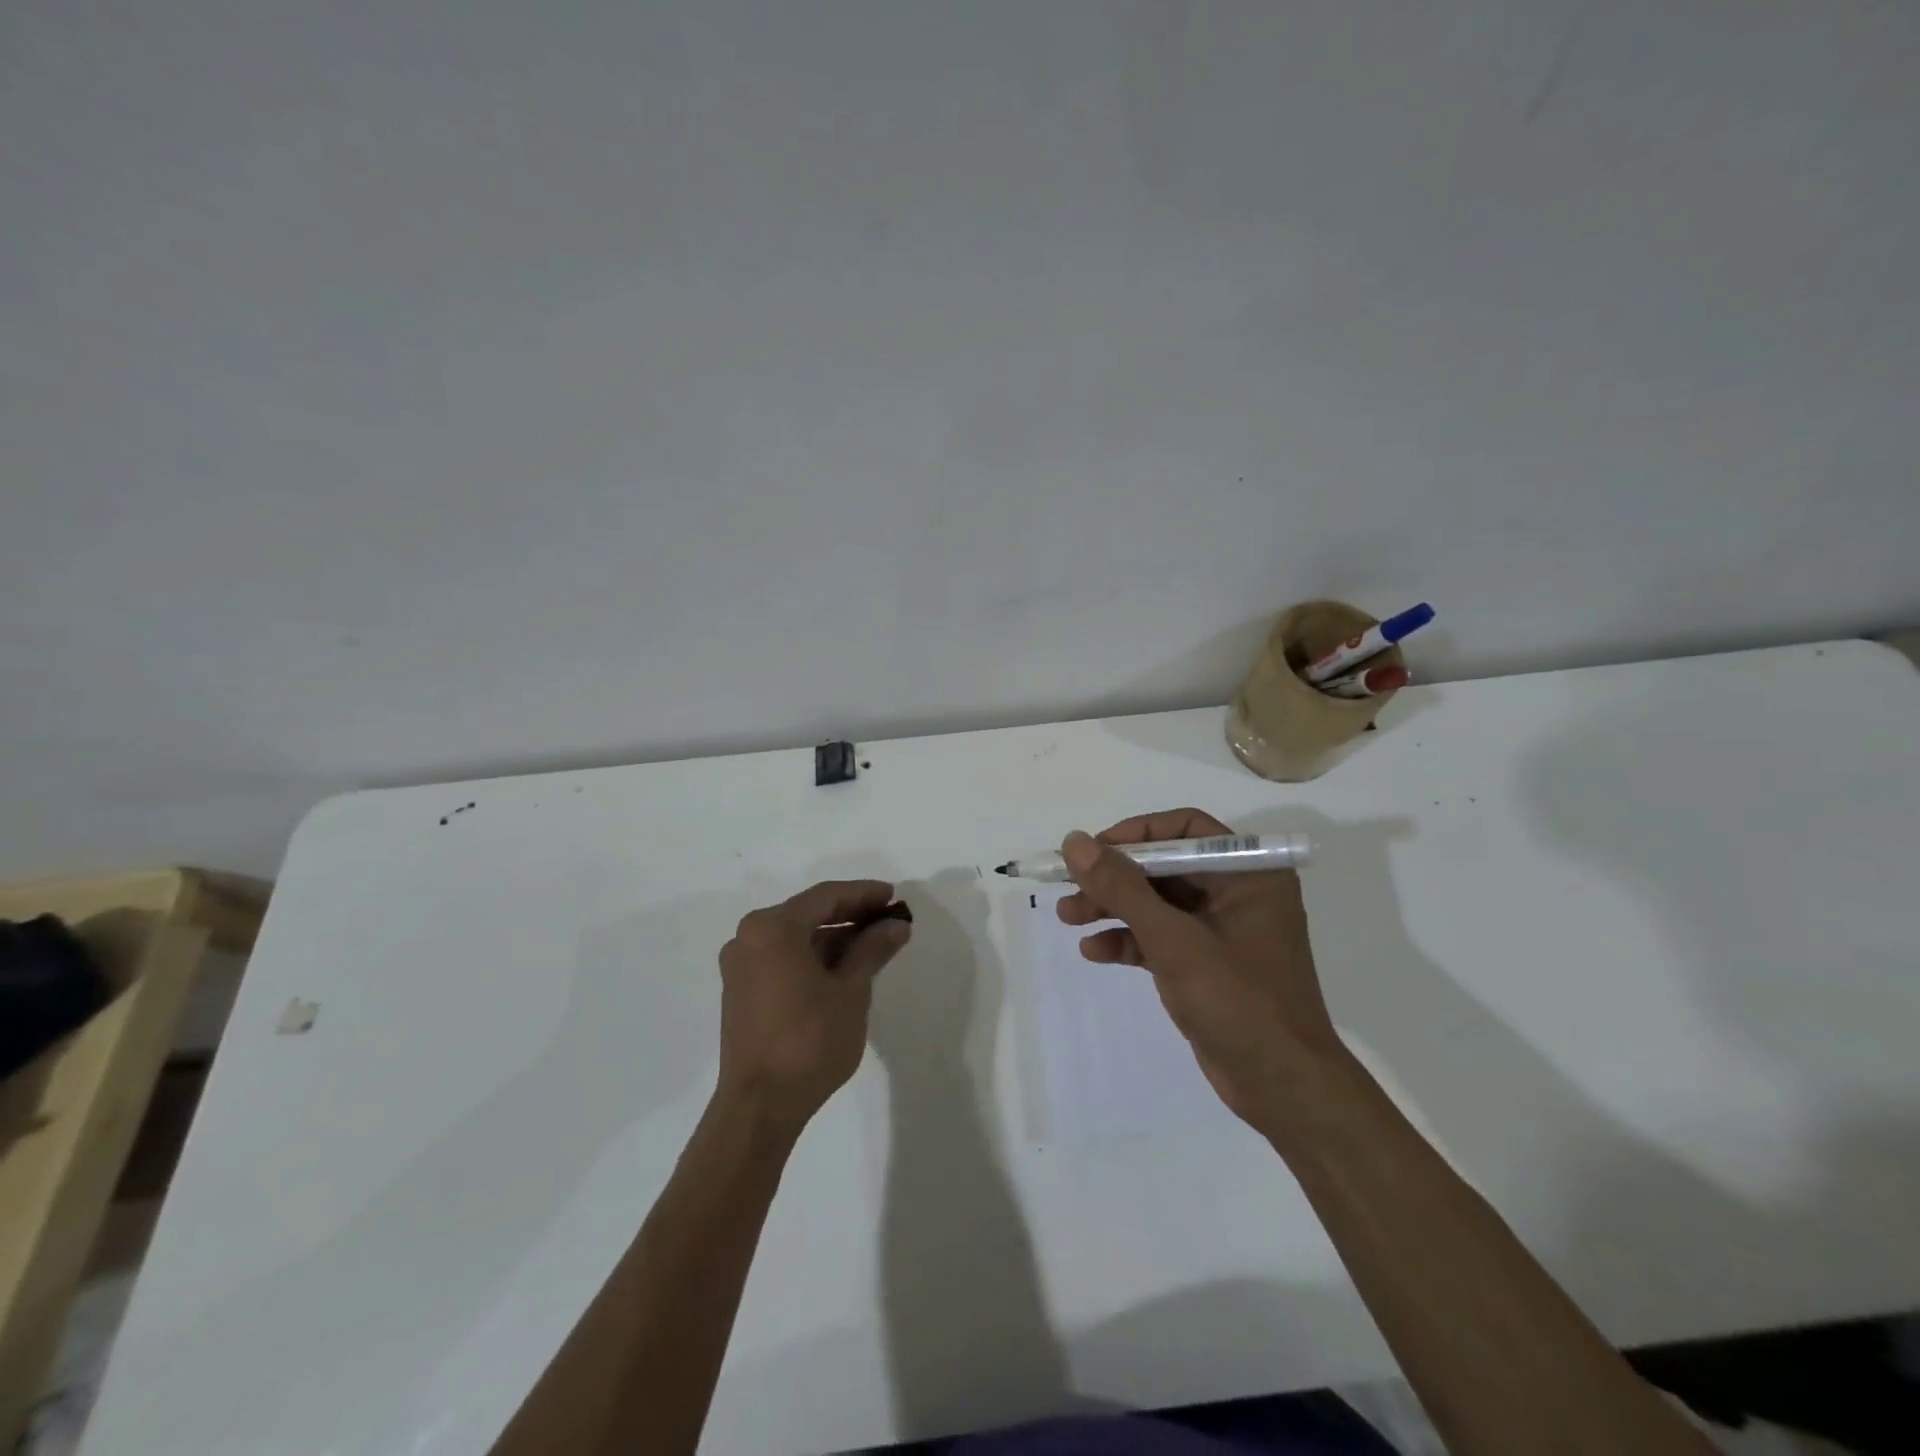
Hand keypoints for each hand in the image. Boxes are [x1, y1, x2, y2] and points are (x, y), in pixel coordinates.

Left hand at [716, 881, 911, 1131]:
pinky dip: (813, 956)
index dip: (863, 894)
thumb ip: (872, 949)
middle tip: (888, 919)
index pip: (825, 897)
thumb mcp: (851, 991)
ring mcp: (740, 965)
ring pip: (795, 936)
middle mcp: (748, 937)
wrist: (760, 1107)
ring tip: (873, 944)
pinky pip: (782, 957)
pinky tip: (843, 967)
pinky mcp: (740, 990)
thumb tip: (896, 925)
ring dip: (833, 937)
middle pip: (808, 913)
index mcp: (772, 928)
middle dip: (850, 914)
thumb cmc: (809, 1041)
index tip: (893, 897)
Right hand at [1057, 809, 1341, 1133]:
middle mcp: (1237, 892)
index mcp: (1248, 872)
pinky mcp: (1206, 964)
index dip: (1136, 834)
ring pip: (1157, 903)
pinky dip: (1128, 940)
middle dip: (1114, 878)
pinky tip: (1093, 952)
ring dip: (1112, 908)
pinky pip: (1160, 938)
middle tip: (1068, 887)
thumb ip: (1122, 888)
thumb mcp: (1173, 939)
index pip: (1185, 829)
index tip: (1093, 851)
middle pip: (1164, 867)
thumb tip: (1074, 842)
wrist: (1282, 1087)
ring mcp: (1221, 930)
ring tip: (1067, 916)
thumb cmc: (1237, 1000)